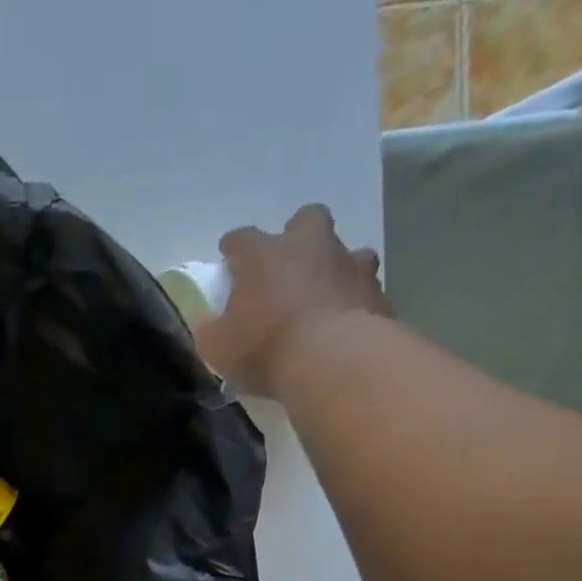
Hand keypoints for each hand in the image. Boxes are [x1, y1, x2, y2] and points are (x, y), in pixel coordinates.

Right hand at [196, 205, 391, 398]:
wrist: (333, 361)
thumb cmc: (265, 347)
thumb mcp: (218, 347)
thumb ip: (209, 330)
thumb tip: (205, 322)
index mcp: (263, 255)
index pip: (241, 239)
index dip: (233, 249)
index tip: (228, 261)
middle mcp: (308, 246)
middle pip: (306, 220)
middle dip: (297, 236)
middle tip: (288, 267)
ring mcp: (349, 264)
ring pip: (346, 251)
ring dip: (334, 268)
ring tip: (323, 297)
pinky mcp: (376, 291)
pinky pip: (364, 289)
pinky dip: (354, 302)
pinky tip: (345, 324)